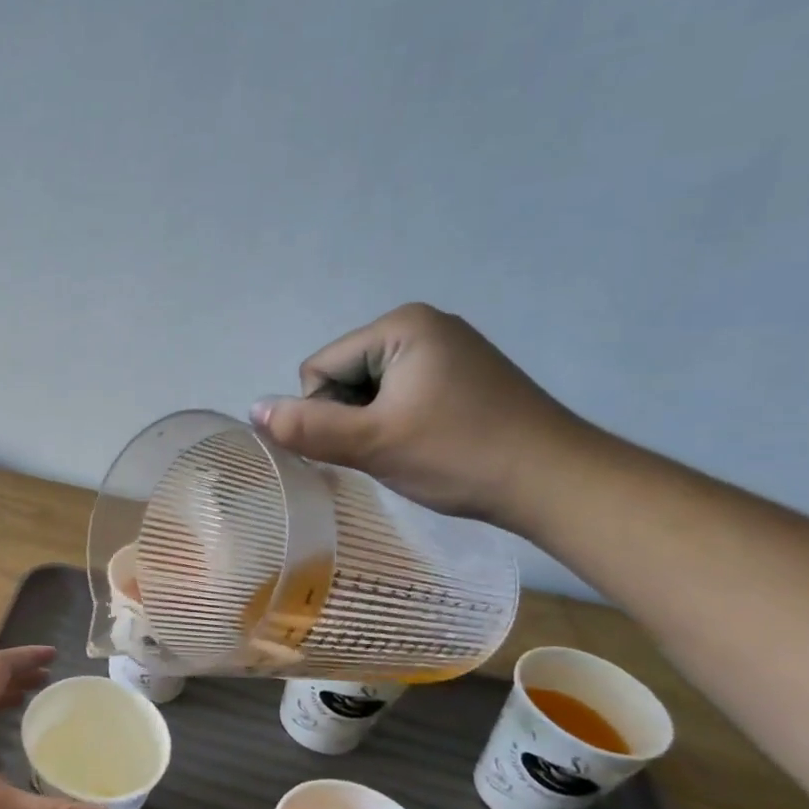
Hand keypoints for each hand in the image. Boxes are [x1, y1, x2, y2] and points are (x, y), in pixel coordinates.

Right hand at [250, 303, 589, 528]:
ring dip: (374, 425)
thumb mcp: (371, 443)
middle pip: (342, 377)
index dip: (327, 414)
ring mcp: (447, 350)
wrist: (556, 483)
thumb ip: (306, 427)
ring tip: (411, 450)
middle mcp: (423, 325)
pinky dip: (399, 424)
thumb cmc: (459, 454)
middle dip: (352, 418)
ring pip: (368, 392)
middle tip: (390, 449)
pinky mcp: (461, 376)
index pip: (319, 369)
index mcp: (400, 326)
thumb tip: (252, 411)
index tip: (367, 442)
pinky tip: (427, 445)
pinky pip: (399, 396)